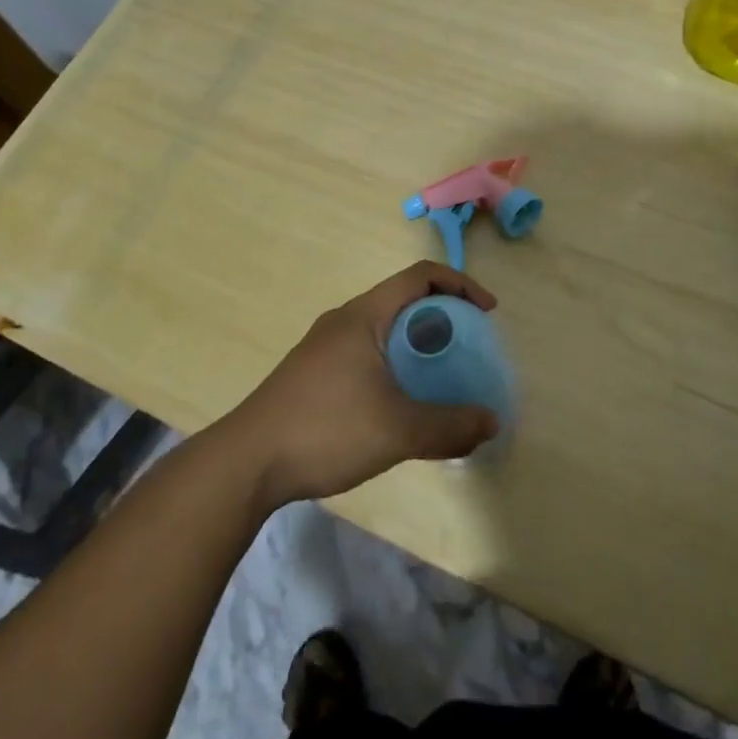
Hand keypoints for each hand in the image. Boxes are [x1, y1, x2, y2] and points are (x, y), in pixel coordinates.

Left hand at [224, 262, 501, 508]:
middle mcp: (344, 321)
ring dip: (417, 344)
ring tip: (441, 379)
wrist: (246, 462)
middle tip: (468, 350)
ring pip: (385, 330)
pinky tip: (401, 404)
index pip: (420, 276)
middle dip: (442, 318)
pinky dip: (396, 364)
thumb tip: (491, 423)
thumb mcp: (397, 431)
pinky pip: (368, 353)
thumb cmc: (325, 430)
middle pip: (403, 301)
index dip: (459, 284)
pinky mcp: (314, 372)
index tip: (487, 313)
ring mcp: (325, 347)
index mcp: (364, 316)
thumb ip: (449, 426)